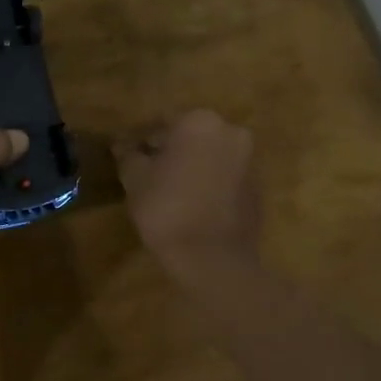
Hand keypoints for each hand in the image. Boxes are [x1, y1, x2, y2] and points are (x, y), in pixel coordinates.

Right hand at [114, 111, 261, 275]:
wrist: (212, 258)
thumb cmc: (166, 208)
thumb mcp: (134, 179)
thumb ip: (128, 155)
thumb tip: (123, 144)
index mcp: (199, 122)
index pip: (162, 123)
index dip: (142, 140)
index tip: (129, 158)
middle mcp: (230, 132)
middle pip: (190, 136)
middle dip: (170, 151)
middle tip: (148, 173)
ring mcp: (249, 160)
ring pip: (210, 156)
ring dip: (192, 166)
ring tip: (169, 191)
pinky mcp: (258, 188)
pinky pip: (226, 177)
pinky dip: (209, 183)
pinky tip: (192, 204)